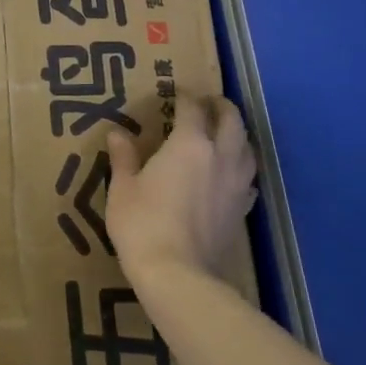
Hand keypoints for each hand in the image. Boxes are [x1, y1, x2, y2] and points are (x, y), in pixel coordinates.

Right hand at [107, 95, 256, 281]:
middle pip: (231, 121)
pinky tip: (232, 173)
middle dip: (221, 107)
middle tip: (209, 103)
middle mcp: (220, 156)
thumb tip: (117, 133)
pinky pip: (248, 177)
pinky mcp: (241, 208)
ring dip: (238, 134)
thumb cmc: (142, 224)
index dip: (185, 96)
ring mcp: (235, 183)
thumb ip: (124, 157)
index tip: (177, 91)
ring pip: (247, 147)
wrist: (177, 273)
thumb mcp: (123, 188)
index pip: (192, 108)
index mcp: (189, 144)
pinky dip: (241, 166)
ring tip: (225, 133)